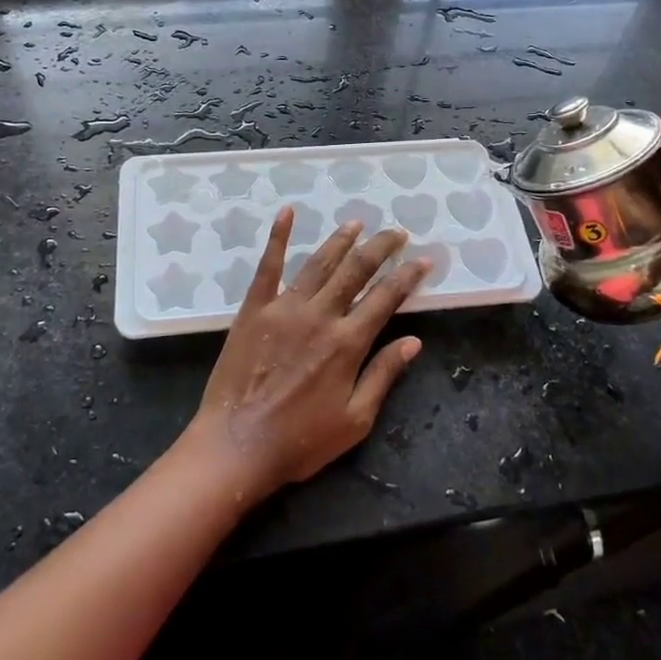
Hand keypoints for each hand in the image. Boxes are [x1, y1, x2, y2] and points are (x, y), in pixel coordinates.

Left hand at [182, 211, 429, 503]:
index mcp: (347, 343)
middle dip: (380, 248)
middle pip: (356, 271)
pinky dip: (278, 237)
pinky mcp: (253, 309)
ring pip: (319, 263)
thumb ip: (383, 375)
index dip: (407, 276)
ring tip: (356, 223)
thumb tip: (413, 341)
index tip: (423, 260)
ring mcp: (284, 308)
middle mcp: (320, 316)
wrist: (236, 446)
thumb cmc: (300, 441)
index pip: (386, 298)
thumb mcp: (355, 419)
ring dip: (340, 240)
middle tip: (397, 232)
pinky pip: (268, 267)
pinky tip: (287, 212)